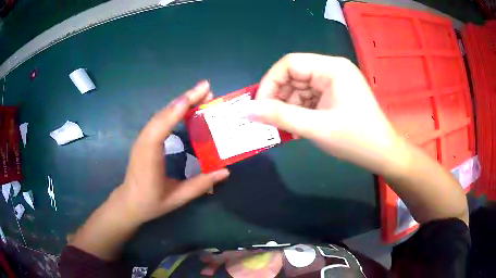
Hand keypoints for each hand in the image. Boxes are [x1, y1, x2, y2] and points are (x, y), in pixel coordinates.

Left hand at [112, 81, 229, 224]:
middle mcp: (144, 141)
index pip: (162, 125)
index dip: (180, 108)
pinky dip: (175, 110)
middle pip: (163, 113)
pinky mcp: (145, 139)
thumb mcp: (177, 198)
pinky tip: (187, 107)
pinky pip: (160, 120)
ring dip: (181, 102)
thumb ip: (200, 185)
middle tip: (207, 88)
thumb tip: (225, 171)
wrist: (129, 202)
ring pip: (162, 114)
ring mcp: (143, 138)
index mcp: (149, 155)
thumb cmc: (151, 202)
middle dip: (185, 98)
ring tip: (201, 94)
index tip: (198, 94)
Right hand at [250, 53, 405, 175]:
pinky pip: (310, 98)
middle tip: (269, 120)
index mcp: (331, 68)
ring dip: (289, 107)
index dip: (270, 82)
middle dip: (279, 97)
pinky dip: (299, 111)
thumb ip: (280, 116)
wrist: (382, 154)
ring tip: (285, 127)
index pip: (290, 63)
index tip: (259, 107)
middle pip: (294, 75)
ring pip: (300, 88)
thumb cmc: (355, 139)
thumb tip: (247, 110)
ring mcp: (335, 82)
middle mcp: (332, 70)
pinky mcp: (335, 95)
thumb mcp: (316, 128)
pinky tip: (297, 127)